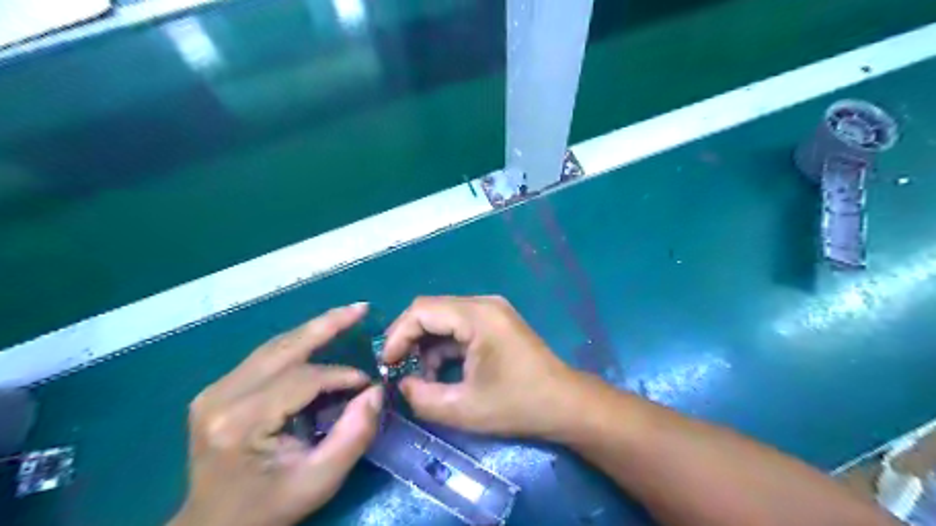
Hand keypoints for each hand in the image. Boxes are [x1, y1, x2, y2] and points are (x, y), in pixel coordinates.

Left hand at [171, 302, 381, 524]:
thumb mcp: (319, 481)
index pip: (303, 379)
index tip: (370, 383)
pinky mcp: (217, 389)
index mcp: (242, 422)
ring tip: (347, 314)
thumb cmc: (268, 507)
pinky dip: (297, 344)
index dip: (342, 376)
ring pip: (275, 346)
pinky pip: (266, 357)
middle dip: (328, 324)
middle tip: (361, 308)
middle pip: (284, 348)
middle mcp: (222, 397)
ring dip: (314, 329)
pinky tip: (320, 338)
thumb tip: (376, 391)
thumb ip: (353, 435)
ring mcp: (215, 390)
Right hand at [380, 295, 582, 440]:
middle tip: (397, 369)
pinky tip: (441, 371)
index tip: (386, 365)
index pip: (421, 310)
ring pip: (444, 318)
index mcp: (477, 316)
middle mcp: (483, 304)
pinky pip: (459, 326)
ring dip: (427, 345)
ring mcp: (492, 311)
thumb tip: (401, 384)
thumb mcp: (463, 409)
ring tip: (421, 377)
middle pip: (431, 310)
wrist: (565, 404)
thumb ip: (422, 397)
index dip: (397, 335)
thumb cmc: (518, 405)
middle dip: (409, 339)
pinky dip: (444, 346)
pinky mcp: (496, 322)